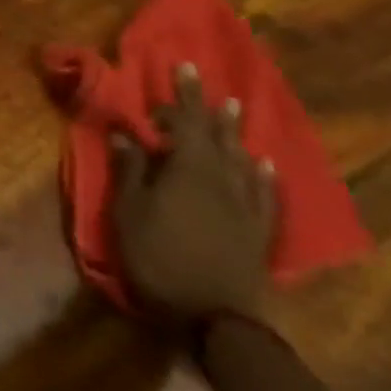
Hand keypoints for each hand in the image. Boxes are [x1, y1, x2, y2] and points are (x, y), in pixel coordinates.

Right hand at [111, 62, 276, 322]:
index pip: (183, 122)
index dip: (176, 97)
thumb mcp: (128, 213)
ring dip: (233, 130)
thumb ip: (130, 171)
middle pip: (213, 133)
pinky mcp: (258, 230)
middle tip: (198, 74)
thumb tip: (126, 134)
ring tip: (233, 107)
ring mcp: (245, 205)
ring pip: (240, 157)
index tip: (174, 71)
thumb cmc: (159, 259)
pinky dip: (262, 174)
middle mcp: (221, 179)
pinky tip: (263, 163)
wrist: (216, 319)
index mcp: (187, 170)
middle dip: (202, 102)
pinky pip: (264, 193)